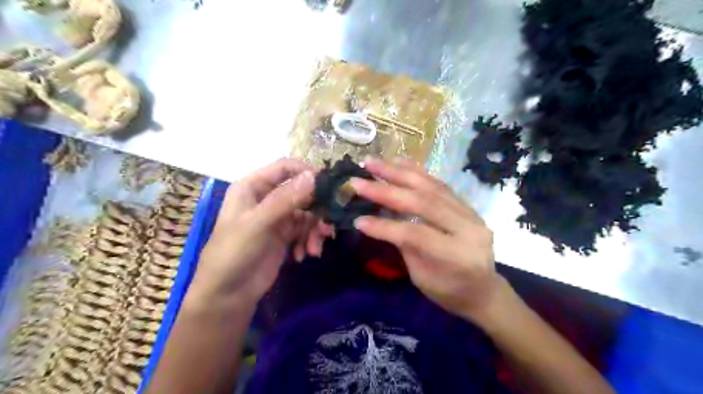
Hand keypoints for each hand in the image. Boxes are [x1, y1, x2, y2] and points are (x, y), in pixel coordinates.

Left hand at [191, 158, 333, 308]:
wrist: (227, 295)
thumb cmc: (234, 253)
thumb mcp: (258, 223)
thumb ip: (286, 199)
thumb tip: (314, 176)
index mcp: (253, 187)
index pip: (285, 168)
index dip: (307, 173)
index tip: (328, 186)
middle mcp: (267, 198)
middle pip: (301, 192)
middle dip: (317, 209)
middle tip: (328, 224)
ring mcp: (277, 218)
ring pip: (307, 213)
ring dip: (315, 230)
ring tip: (315, 249)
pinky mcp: (285, 236)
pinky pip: (306, 230)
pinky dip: (309, 241)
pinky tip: (304, 255)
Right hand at [355, 156, 502, 319]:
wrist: (484, 290)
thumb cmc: (450, 292)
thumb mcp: (423, 278)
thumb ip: (405, 246)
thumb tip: (378, 218)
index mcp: (458, 257)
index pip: (416, 235)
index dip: (384, 227)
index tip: (357, 220)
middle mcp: (469, 229)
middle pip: (423, 203)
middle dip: (386, 190)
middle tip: (358, 180)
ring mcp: (471, 213)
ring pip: (431, 187)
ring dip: (398, 172)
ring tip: (373, 163)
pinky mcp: (468, 205)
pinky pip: (439, 184)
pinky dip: (416, 172)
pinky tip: (398, 162)